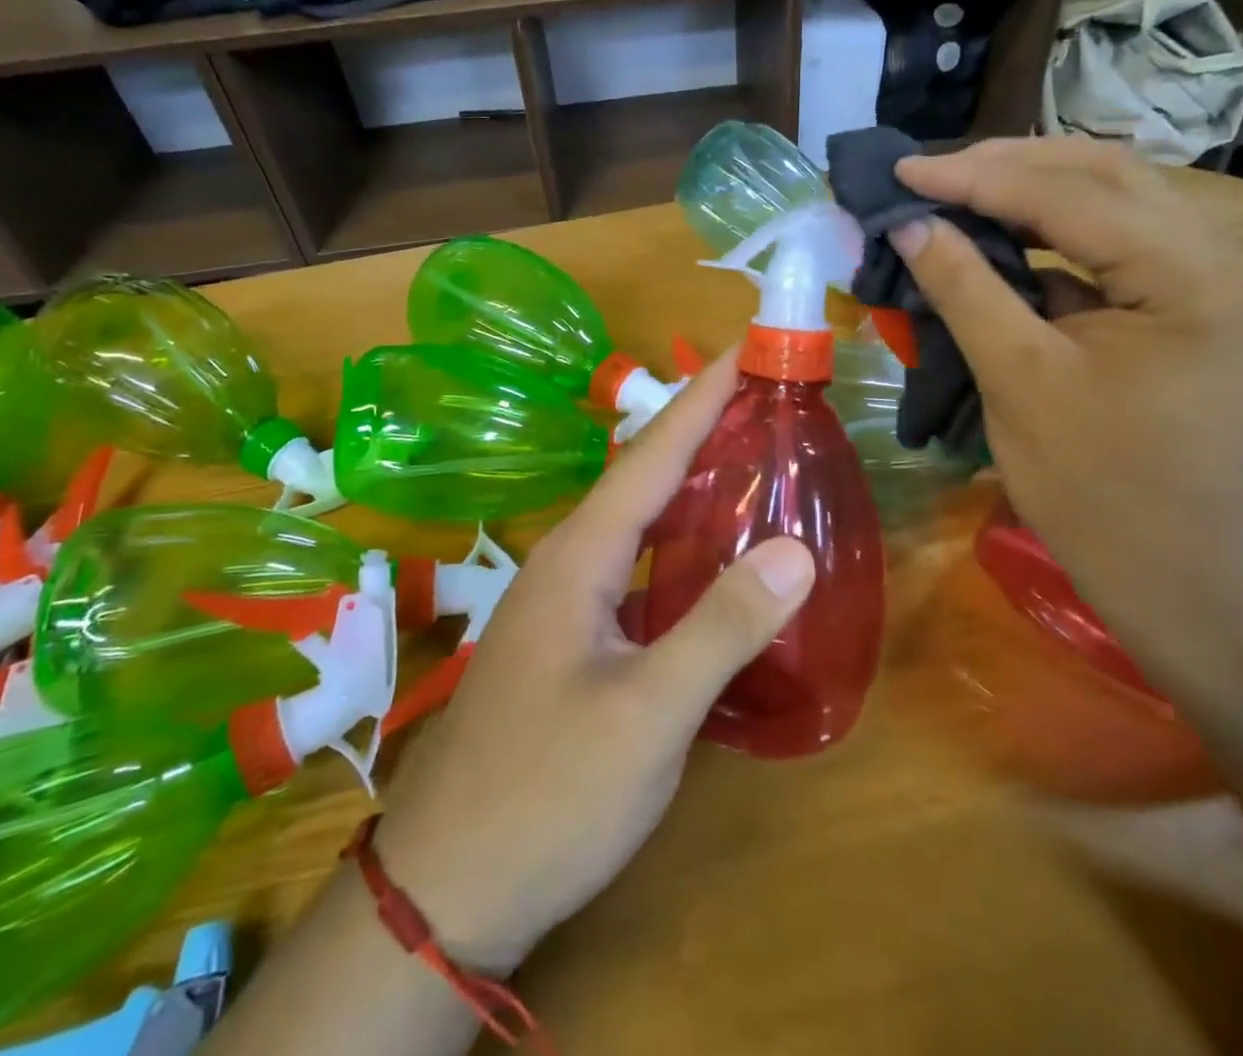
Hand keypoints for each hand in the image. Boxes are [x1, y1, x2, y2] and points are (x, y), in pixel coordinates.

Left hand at [372, 348, 814, 972]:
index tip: (741, 352)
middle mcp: (566, 564)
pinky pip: (632, 569)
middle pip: (640, 479)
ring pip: (633, 525)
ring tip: (745, 461)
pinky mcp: (568, 644)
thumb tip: (796, 548)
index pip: (649, 455)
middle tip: (760, 401)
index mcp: (579, 557)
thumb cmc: (547, 793)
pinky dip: (675, 546)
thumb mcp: (647, 714)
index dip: (698, 400)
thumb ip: (722, 627)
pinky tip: (706, 562)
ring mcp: (562, 606)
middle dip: (698, 431)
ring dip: (686, 486)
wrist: (446, 890)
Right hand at [890, 139, 1242, 634]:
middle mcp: (1221, 259)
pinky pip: (1114, 246)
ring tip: (955, 190)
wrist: (1185, 580)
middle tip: (928, 172)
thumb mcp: (1019, 381)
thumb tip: (908, 223)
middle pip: (1106, 175)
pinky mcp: (1188, 307)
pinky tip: (999, 235)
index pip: (1071, 196)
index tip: (902, 169)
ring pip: (1113, 203)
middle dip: (1008, 165)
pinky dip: (1050, 234)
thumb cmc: (1099, 491)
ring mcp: (1211, 282)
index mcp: (1194, 276)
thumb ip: (964, 288)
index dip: (976, 177)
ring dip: (1029, 191)